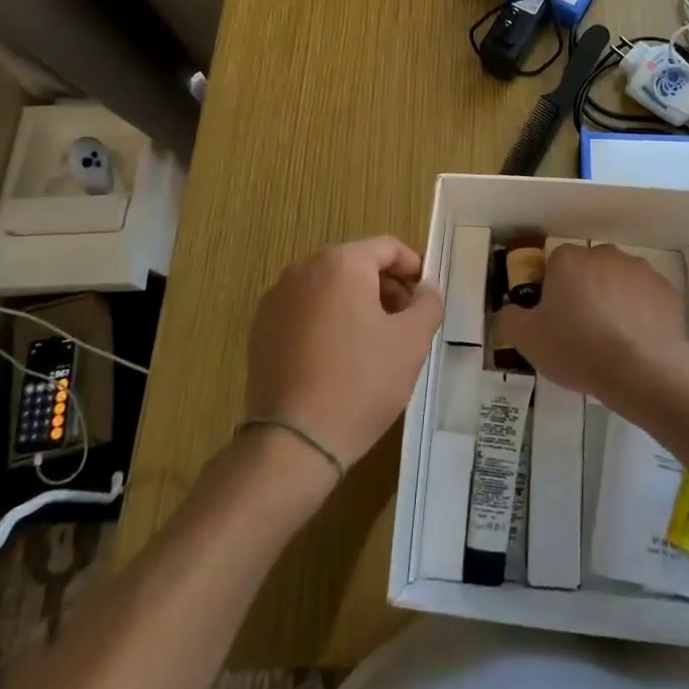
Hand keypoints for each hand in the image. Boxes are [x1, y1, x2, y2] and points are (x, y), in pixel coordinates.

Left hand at [244, 236, 443, 470]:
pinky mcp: (261, 329)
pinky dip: (326, 321)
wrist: (293, 441)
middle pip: (355, 264)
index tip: (425, 296)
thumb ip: (428, 303)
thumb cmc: (361, 382)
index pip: (387, 247)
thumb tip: (426, 288)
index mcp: (341, 263)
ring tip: (374, 342)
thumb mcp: (412, 341)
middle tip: (404, 322)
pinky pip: (304, 310)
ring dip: (356, 303)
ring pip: (328, 287)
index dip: (413, 267)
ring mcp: (276, 299)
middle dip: (384, 287)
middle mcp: (303, 269)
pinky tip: (338, 357)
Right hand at [496, 244, 688, 415]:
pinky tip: (638, 342)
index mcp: (569, 260)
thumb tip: (509, 310)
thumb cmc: (578, 348)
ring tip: (613, 340)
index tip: (556, 318)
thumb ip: (510, 318)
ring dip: (615, 300)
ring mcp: (640, 270)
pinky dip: (641, 313)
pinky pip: (646, 298)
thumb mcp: (528, 340)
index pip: (556, 265)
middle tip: (582, 330)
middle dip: (586, 291)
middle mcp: (605, 254)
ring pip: (620, 281)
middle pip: (589, 269)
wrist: (643, 370)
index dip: (554, 290)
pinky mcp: (667, 290)